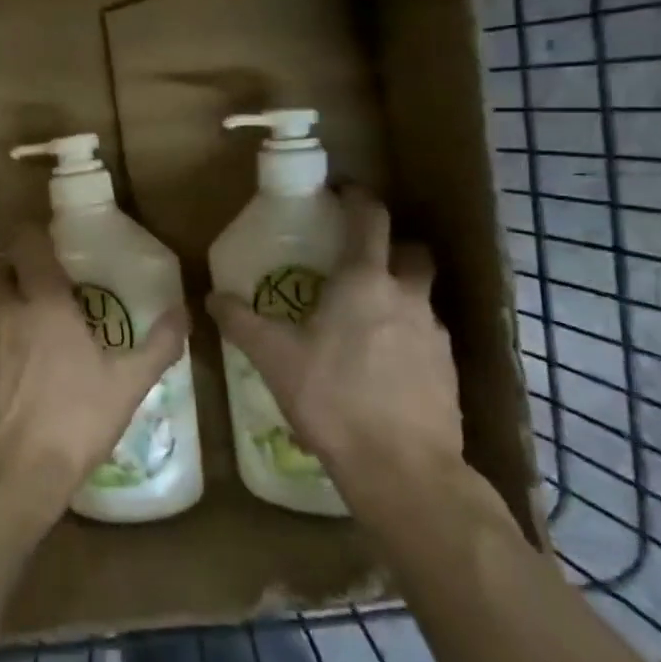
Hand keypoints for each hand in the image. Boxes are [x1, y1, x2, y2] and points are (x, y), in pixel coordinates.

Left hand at [0, 226, 189, 519]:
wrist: (15, 471)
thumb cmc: (75, 417)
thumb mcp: (128, 383)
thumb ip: (158, 345)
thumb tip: (184, 312)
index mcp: (45, 303)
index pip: (26, 245)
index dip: (32, 232)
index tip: (50, 234)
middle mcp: (9, 313)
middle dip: (5, 260)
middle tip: (33, 268)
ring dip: (4, 298)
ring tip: (35, 313)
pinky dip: (2, 337)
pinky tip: (26, 360)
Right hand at [207, 188, 460, 518]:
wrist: (403, 470)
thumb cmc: (333, 399)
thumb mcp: (275, 359)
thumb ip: (242, 322)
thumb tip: (211, 298)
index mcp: (364, 281)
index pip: (370, 219)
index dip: (358, 199)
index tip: (343, 192)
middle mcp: (407, 297)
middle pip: (411, 251)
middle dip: (391, 246)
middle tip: (359, 260)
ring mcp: (435, 333)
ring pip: (422, 294)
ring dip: (399, 293)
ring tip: (366, 318)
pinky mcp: (449, 370)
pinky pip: (428, 335)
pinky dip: (408, 334)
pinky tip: (384, 364)